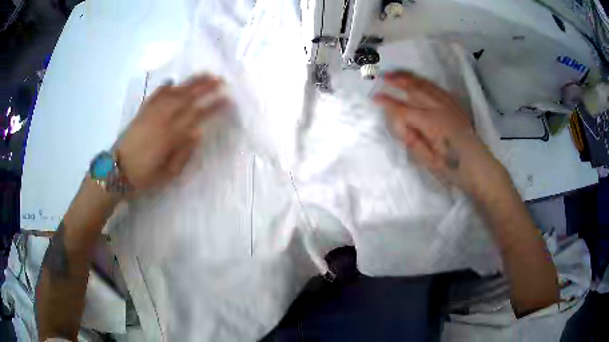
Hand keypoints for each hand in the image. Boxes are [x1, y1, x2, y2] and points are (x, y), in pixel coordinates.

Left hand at [116, 74, 228, 191]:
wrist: (116, 171)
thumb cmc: (143, 176)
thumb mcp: (167, 173)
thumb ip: (183, 153)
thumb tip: (197, 133)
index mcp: (170, 136)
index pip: (197, 116)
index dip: (213, 106)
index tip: (227, 99)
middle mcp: (162, 119)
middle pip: (187, 98)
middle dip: (205, 87)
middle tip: (220, 79)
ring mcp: (151, 113)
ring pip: (173, 92)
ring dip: (189, 82)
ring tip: (204, 74)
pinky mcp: (141, 112)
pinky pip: (155, 95)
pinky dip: (164, 87)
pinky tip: (172, 81)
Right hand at [374, 71, 507, 196]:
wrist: (478, 166)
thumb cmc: (452, 168)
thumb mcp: (429, 160)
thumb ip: (412, 139)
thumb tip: (399, 121)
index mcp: (431, 123)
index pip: (403, 109)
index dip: (387, 103)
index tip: (374, 97)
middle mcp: (440, 108)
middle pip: (414, 89)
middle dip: (396, 81)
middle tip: (382, 76)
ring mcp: (449, 104)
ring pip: (426, 85)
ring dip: (409, 77)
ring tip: (396, 73)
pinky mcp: (456, 105)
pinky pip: (438, 88)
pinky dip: (425, 82)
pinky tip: (419, 81)